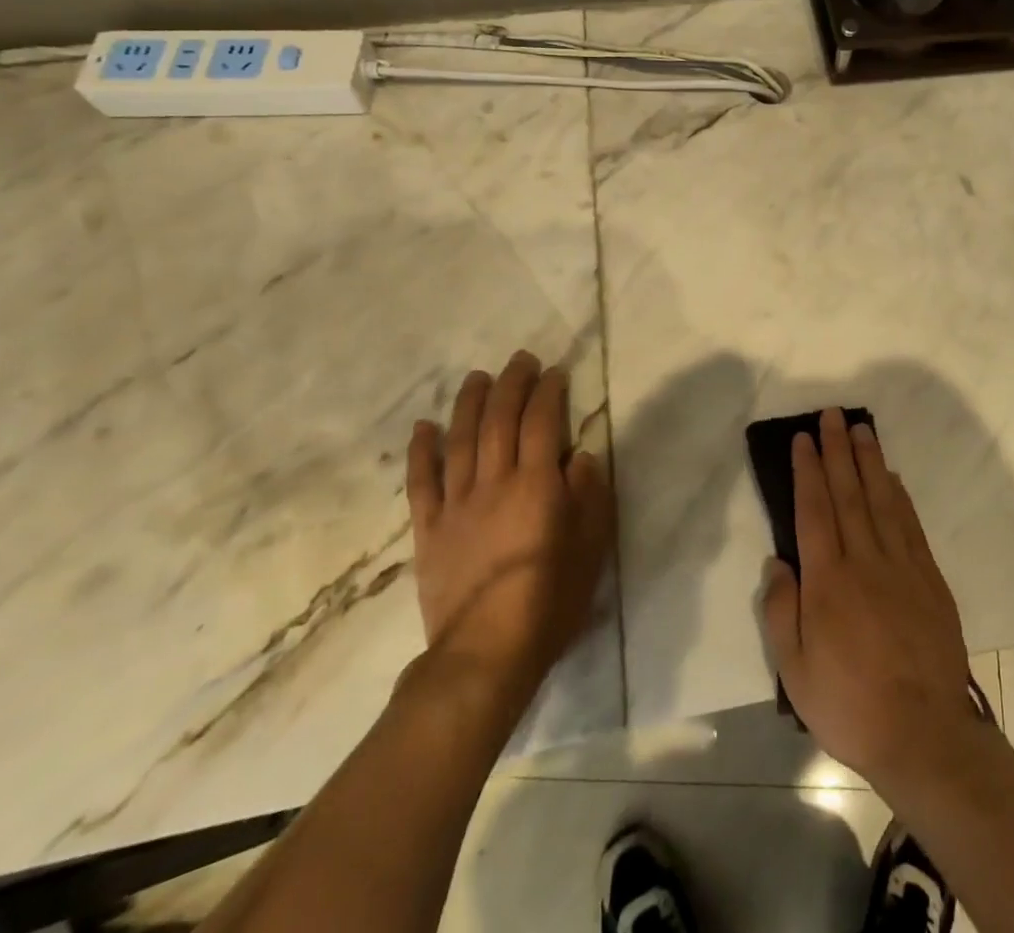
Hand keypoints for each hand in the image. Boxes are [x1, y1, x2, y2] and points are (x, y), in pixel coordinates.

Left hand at [404, 351, 614, 710]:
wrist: (485, 654)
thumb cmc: (549, 601)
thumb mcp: (591, 547)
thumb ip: (589, 495)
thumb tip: (581, 456)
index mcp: (536, 485)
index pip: (542, 423)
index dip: (548, 392)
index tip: (555, 372)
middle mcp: (495, 483)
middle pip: (499, 421)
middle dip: (511, 385)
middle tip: (520, 360)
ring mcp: (457, 505)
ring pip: (461, 441)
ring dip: (469, 404)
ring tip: (477, 376)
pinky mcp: (430, 530)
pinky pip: (422, 483)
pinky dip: (422, 451)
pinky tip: (423, 426)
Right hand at [761, 408, 978, 793]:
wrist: (924, 734)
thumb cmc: (850, 704)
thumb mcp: (795, 671)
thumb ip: (782, 611)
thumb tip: (779, 562)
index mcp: (828, 580)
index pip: (814, 511)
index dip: (807, 471)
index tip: (803, 439)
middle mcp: (865, 560)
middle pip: (848, 493)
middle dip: (837, 451)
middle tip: (832, 415)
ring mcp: (902, 566)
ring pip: (882, 500)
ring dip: (869, 461)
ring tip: (861, 430)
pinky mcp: (929, 579)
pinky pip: (911, 525)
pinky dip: (900, 496)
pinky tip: (892, 477)